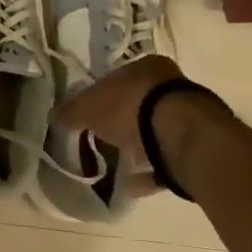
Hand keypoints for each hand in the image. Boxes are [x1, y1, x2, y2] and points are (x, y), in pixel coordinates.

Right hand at [51, 55, 185, 198]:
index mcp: (147, 66)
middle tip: (103, 138)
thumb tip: (54, 116)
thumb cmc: (131, 107)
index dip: (102, 95)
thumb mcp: (89, 108)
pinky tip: (132, 185)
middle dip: (122, 121)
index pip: (119, 77)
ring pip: (157, 130)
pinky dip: (150, 171)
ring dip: (139, 147)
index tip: (90, 114)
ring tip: (118, 164)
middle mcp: (173, 86)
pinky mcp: (197, 146)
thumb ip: (71, 111)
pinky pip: (167, 159)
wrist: (183, 136)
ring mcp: (190, 116)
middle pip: (140, 103)